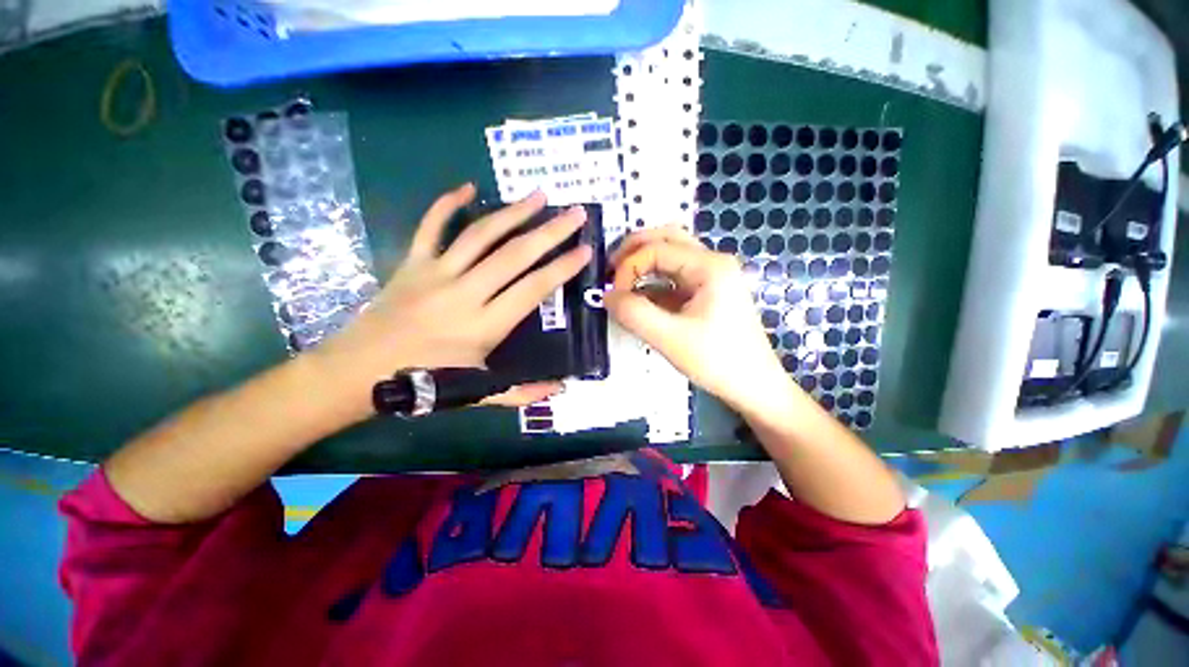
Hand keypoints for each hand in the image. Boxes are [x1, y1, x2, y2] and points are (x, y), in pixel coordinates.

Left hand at [312, 184, 592, 415]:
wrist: (355, 373)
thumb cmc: (423, 385)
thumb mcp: (478, 395)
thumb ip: (522, 392)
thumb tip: (561, 388)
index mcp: (484, 326)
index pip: (533, 289)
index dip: (562, 268)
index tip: (586, 250)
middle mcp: (465, 293)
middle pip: (514, 255)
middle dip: (550, 232)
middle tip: (575, 213)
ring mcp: (436, 274)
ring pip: (480, 235)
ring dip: (513, 212)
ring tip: (538, 195)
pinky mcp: (411, 263)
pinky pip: (430, 226)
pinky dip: (447, 204)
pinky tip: (467, 187)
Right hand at [605, 226, 799, 416]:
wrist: (755, 387)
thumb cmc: (718, 361)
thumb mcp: (670, 338)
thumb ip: (634, 314)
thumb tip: (607, 296)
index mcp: (709, 266)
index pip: (657, 249)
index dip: (629, 267)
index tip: (614, 296)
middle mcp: (712, 263)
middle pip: (666, 239)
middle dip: (634, 251)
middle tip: (610, 270)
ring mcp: (711, 278)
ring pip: (670, 257)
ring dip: (643, 266)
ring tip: (620, 282)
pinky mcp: (706, 295)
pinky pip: (674, 279)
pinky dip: (653, 284)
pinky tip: (638, 300)